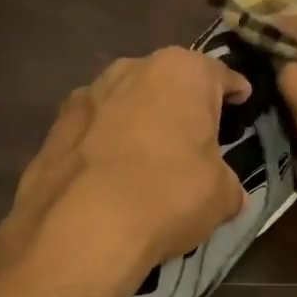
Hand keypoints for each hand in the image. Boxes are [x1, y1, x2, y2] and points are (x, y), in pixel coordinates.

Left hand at [0, 47, 251, 283]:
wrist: (82, 227)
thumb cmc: (168, 195)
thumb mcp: (222, 196)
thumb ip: (228, 183)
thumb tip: (227, 193)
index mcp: (182, 71)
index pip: (220, 75)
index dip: (235, 92)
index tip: (242, 104)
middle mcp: (132, 68)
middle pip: (169, 84)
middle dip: (182, 107)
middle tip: (196, 140)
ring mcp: (87, 94)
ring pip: (128, 104)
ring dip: (141, 123)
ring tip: (150, 162)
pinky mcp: (55, 126)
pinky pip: (95, 131)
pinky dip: (107, 146)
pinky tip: (112, 180)